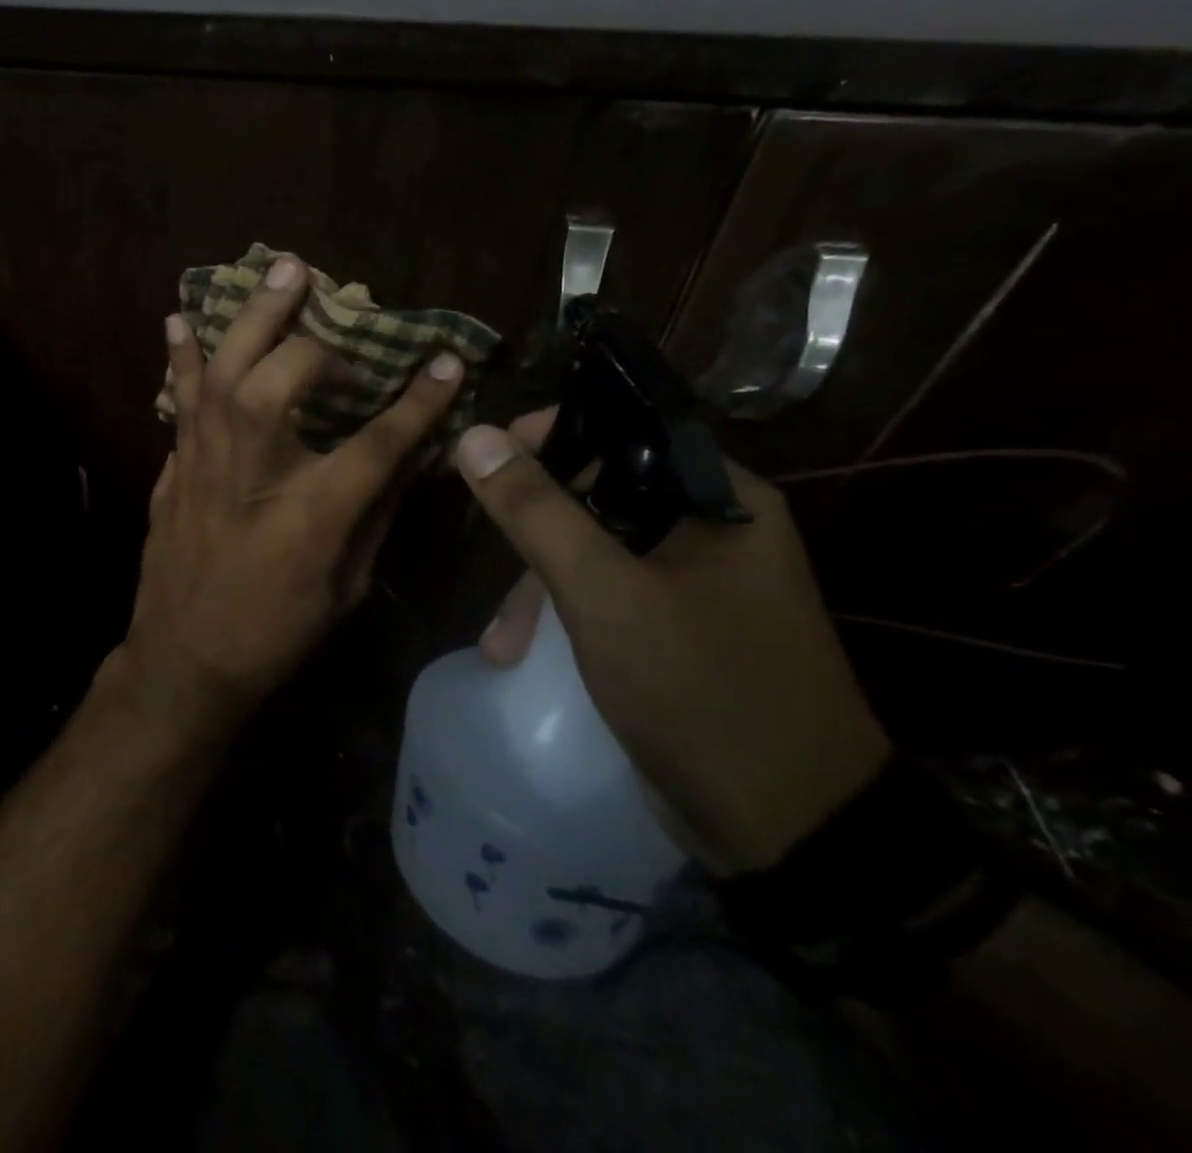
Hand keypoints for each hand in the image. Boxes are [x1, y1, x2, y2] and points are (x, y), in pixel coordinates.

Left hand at [107, 255, 464, 744]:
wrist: (185, 661)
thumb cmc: (276, 633)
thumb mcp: (348, 586)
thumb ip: (377, 513)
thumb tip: (408, 456)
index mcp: (311, 513)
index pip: (378, 442)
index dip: (418, 400)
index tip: (447, 360)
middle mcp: (254, 472)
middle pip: (282, 381)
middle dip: (317, 343)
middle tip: (340, 313)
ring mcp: (205, 464)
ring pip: (224, 371)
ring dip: (253, 316)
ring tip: (279, 269)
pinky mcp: (174, 467)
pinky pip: (179, 398)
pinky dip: (181, 357)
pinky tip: (180, 320)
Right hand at [456, 410, 891, 873]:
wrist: (791, 832)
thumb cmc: (701, 691)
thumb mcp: (604, 594)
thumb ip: (536, 512)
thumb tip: (472, 435)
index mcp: (720, 500)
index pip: (626, 429)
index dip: (554, 434)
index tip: (490, 458)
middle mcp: (714, 531)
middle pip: (601, 495)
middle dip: (535, 534)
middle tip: (489, 563)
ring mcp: (697, 585)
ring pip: (596, 552)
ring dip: (540, 589)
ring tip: (501, 646)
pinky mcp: (679, 631)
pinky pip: (607, 596)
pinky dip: (564, 617)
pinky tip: (526, 655)